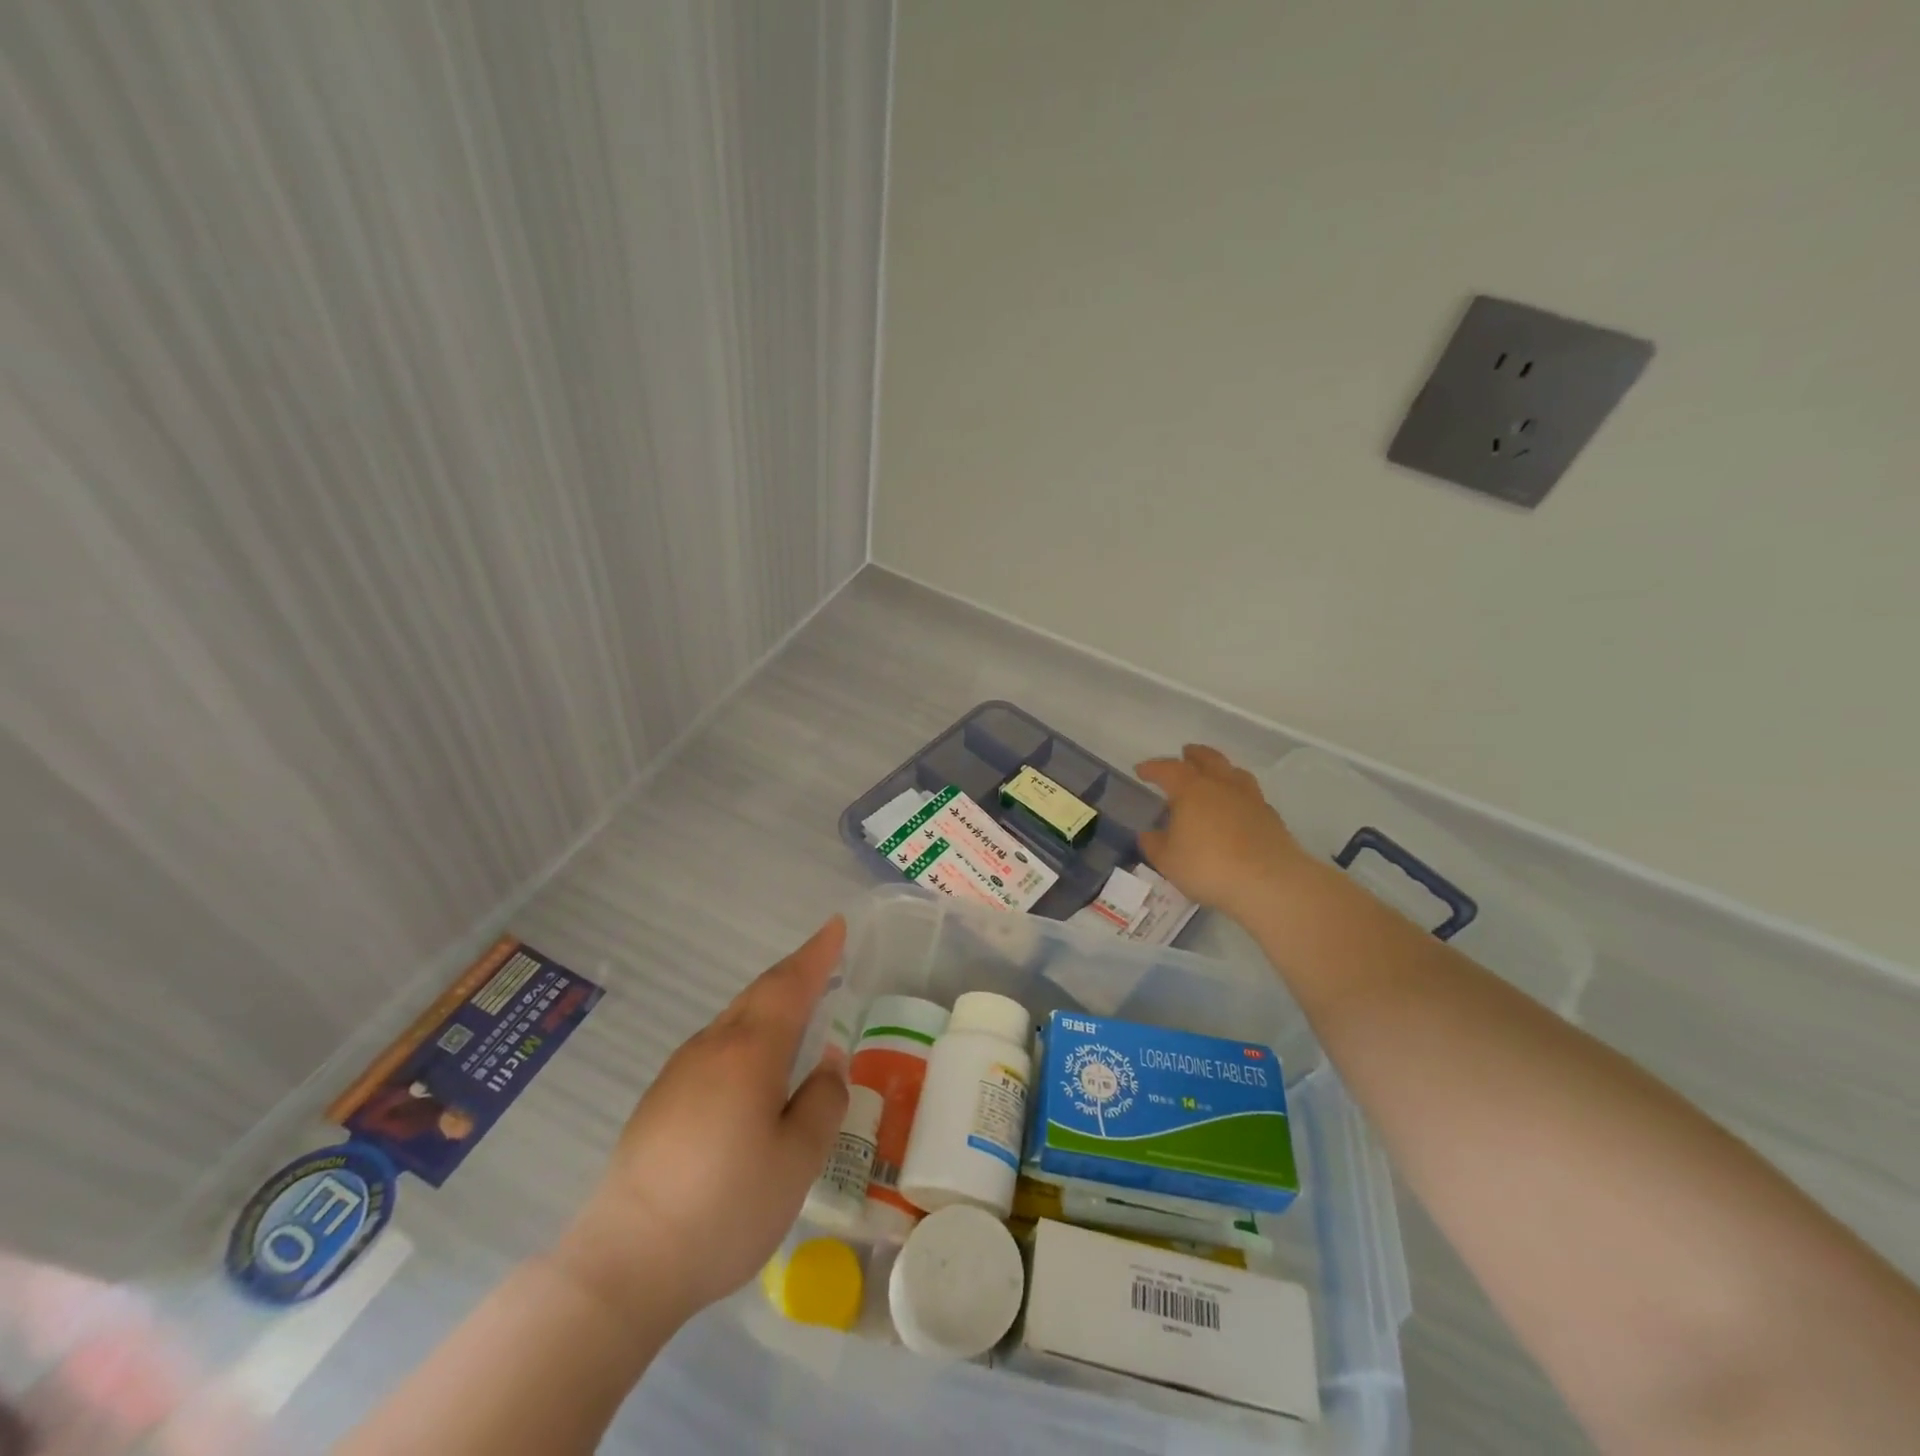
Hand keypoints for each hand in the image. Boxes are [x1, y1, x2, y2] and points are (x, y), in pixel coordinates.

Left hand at [552, 917, 849, 1330]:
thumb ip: (822, 1102)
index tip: (836, 924)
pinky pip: (716, 1047)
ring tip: (797, 1010)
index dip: (818, 953)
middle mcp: (712, 1047)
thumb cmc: (724, 1208)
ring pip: (734, 1020)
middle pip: (760, 994)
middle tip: (825, 958)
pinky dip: (747, 1035)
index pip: (792, 984)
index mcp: (750, 1051)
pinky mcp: (659, 1100)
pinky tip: (752, 1068)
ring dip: (770, 1004)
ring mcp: (679, 1071)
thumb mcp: (797, 1160)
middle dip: (795, 972)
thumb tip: (827, 1063)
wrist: (623, 1264)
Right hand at [1136, 745, 1314, 918]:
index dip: (1152, 768)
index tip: (1141, 771)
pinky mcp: (1270, 816)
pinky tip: (1236, 807)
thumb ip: (1155, 844)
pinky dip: (1238, 794)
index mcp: (1192, 790)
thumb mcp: (1168, 861)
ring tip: (1214, 774)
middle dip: (1193, 755)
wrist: (1270, 883)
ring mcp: (1250, 799)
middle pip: (1208, 759)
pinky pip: (1250, 794)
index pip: (1168, 769)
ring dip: (1220, 768)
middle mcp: (1221, 786)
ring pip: (1234, 772)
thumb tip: (1149, 834)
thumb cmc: (1209, 867)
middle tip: (1185, 753)